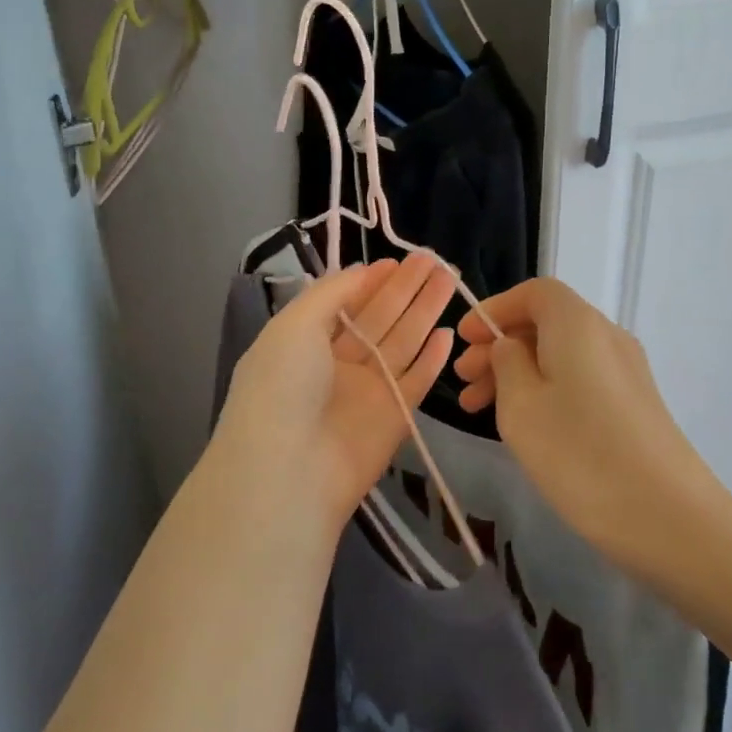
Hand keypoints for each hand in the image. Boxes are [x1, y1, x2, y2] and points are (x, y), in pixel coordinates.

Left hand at [211, 254, 456, 538]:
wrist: (290, 471)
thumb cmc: (282, 387)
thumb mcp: (294, 325)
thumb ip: (332, 293)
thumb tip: (363, 272)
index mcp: (305, 343)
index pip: (346, 304)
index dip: (372, 282)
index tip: (399, 260)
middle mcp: (337, 365)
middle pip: (380, 319)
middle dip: (406, 289)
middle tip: (435, 261)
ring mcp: (367, 392)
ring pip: (403, 344)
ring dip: (425, 312)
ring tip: (449, 280)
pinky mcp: (394, 418)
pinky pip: (417, 381)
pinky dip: (432, 359)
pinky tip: (448, 333)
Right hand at [452, 278, 724, 573]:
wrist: (666, 515)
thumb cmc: (578, 453)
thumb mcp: (520, 405)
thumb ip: (506, 363)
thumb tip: (512, 345)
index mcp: (578, 323)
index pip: (535, 292)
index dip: (496, 309)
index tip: (466, 339)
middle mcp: (607, 336)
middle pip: (546, 324)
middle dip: (500, 347)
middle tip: (464, 382)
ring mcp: (626, 371)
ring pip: (561, 356)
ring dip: (518, 373)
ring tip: (480, 410)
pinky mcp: (635, 404)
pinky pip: (580, 380)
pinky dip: (546, 391)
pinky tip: (525, 425)